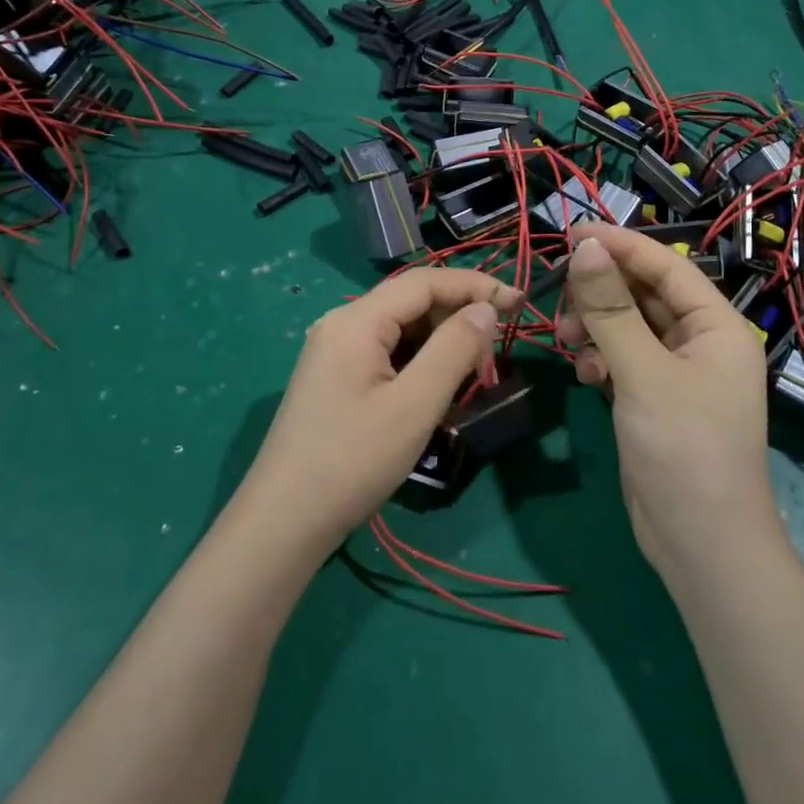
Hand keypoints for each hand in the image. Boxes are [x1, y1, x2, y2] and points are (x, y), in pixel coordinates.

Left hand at [238, 267, 523, 554]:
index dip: (475, 286)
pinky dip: (418, 363)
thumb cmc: (353, 460)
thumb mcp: (414, 405)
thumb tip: (485, 309)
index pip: (425, 282)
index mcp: (356, 321)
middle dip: (458, 318)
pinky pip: (386, 353)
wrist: (284, 521)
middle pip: (411, 303)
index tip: (519, 303)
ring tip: (471, 375)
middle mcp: (342, 325)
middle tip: (496, 351)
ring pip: (401, 330)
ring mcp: (334, 352)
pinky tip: (434, 391)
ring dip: (440, 343)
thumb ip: (454, 349)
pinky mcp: (335, 378)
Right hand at [559, 224, 779, 573]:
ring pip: (629, 326)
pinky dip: (601, 358)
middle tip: (560, 299)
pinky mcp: (656, 398)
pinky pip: (624, 358)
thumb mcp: (643, 373)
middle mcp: (701, 342)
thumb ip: (611, 309)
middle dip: (601, 293)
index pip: (666, 267)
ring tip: (567, 341)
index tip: (571, 234)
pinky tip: (585, 374)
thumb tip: (586, 247)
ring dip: (596, 326)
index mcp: (717, 326)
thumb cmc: (684, 449)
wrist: (700, 545)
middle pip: (644, 294)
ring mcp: (678, 372)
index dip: (620, 246)